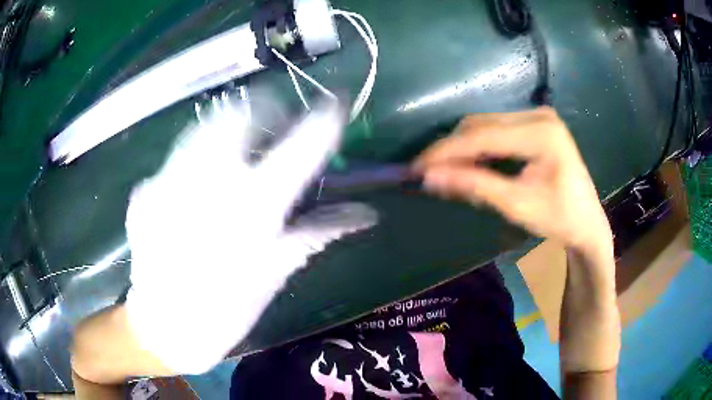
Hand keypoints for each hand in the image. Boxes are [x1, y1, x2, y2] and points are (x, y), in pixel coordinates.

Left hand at [124, 99, 376, 374]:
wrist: (162, 329)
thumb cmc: (223, 313)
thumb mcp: (273, 277)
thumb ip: (313, 235)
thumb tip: (362, 215)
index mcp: (249, 213)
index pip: (299, 151)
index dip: (322, 123)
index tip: (334, 107)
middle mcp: (207, 186)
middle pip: (237, 116)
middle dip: (260, 111)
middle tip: (271, 125)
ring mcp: (168, 182)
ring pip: (202, 128)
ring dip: (225, 129)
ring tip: (234, 152)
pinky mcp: (146, 190)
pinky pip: (176, 160)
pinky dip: (193, 162)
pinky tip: (194, 190)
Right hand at [415, 107, 611, 253]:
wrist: (587, 222)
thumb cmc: (559, 219)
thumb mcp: (517, 205)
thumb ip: (474, 186)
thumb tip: (430, 177)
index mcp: (541, 133)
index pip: (483, 135)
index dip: (447, 151)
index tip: (417, 166)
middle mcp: (538, 115)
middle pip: (482, 124)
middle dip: (452, 148)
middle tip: (427, 171)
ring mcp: (538, 116)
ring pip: (486, 124)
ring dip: (463, 146)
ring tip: (444, 169)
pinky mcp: (536, 124)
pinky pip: (497, 129)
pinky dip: (478, 145)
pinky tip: (467, 162)